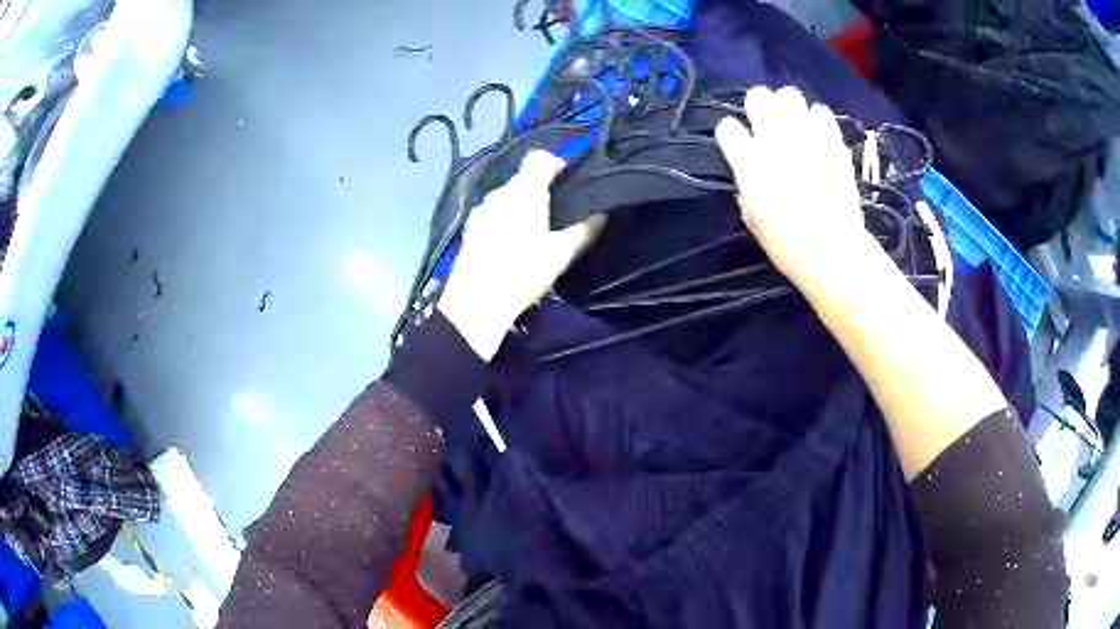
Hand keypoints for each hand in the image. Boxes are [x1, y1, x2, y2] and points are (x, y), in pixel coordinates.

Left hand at [438, 151, 597, 359]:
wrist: (477, 301)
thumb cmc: (523, 272)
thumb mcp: (561, 254)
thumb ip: (585, 230)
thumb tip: (602, 214)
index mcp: (524, 191)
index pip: (539, 157)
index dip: (556, 163)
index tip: (568, 181)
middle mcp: (500, 192)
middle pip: (522, 178)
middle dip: (540, 189)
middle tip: (556, 214)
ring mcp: (481, 209)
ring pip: (506, 196)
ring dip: (521, 205)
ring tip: (533, 232)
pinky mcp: (470, 228)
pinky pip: (493, 213)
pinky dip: (504, 219)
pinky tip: (510, 245)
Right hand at [715, 86, 878, 293]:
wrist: (832, 250)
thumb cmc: (786, 244)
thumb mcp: (754, 220)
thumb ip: (748, 191)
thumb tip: (750, 180)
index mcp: (748, 161)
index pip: (727, 127)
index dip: (731, 134)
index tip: (737, 144)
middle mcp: (774, 139)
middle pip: (758, 97)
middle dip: (758, 106)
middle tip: (767, 123)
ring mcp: (806, 136)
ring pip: (790, 96)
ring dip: (789, 108)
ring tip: (795, 124)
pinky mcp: (832, 141)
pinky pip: (821, 112)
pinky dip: (817, 119)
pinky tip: (818, 133)